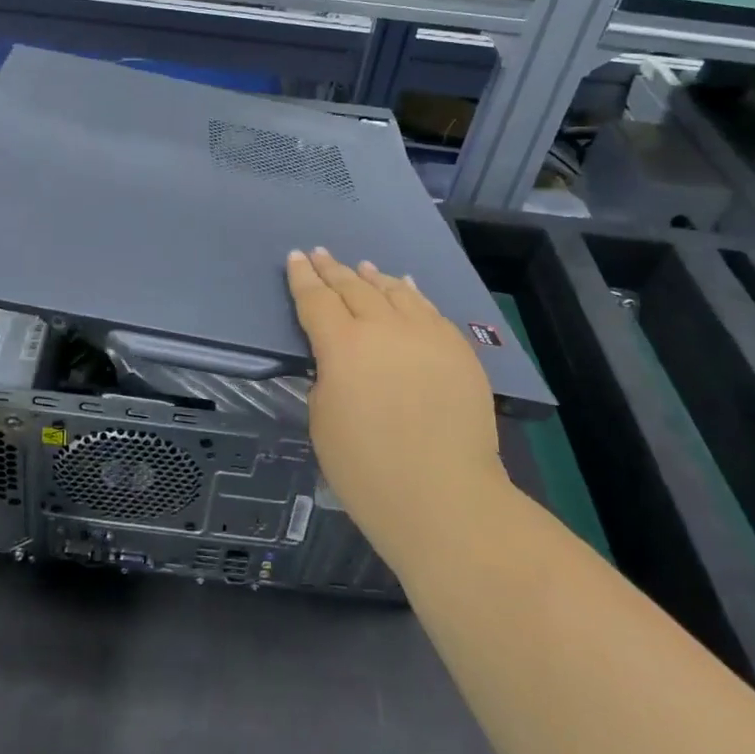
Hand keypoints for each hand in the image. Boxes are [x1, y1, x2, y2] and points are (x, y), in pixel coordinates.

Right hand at [287, 247, 507, 566]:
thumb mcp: (322, 423)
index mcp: (342, 346)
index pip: (316, 300)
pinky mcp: (458, 350)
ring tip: (362, 267)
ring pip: (395, 292)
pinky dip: (411, 294)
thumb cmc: (368, 471)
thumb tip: (341, 364)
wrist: (446, 499)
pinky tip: (405, 287)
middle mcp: (384, 328)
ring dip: (373, 277)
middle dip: (333, 269)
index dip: (303, 278)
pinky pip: (429, 310)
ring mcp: (426, 335)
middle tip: (321, 254)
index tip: (296, 258)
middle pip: (354, 288)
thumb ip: (326, 380)